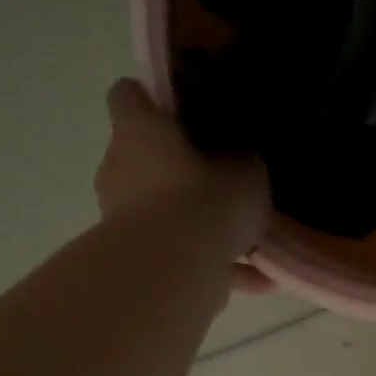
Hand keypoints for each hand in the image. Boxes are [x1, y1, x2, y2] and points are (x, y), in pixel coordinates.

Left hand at [95, 80, 270, 266]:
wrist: (173, 270)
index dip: (153, 102)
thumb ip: (244, 164)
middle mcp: (120, 167)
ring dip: (196, 225)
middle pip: (145, 159)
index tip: (183, 114)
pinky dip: (213, 266)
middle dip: (179, 172)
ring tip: (246, 242)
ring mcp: (122, 217)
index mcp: (139, 131)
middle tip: (222, 184)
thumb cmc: (205, 203)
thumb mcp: (247, 176)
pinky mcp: (135, 259)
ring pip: (163, 213)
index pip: (129, 96)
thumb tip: (243, 163)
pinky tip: (256, 280)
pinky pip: (178, 256)